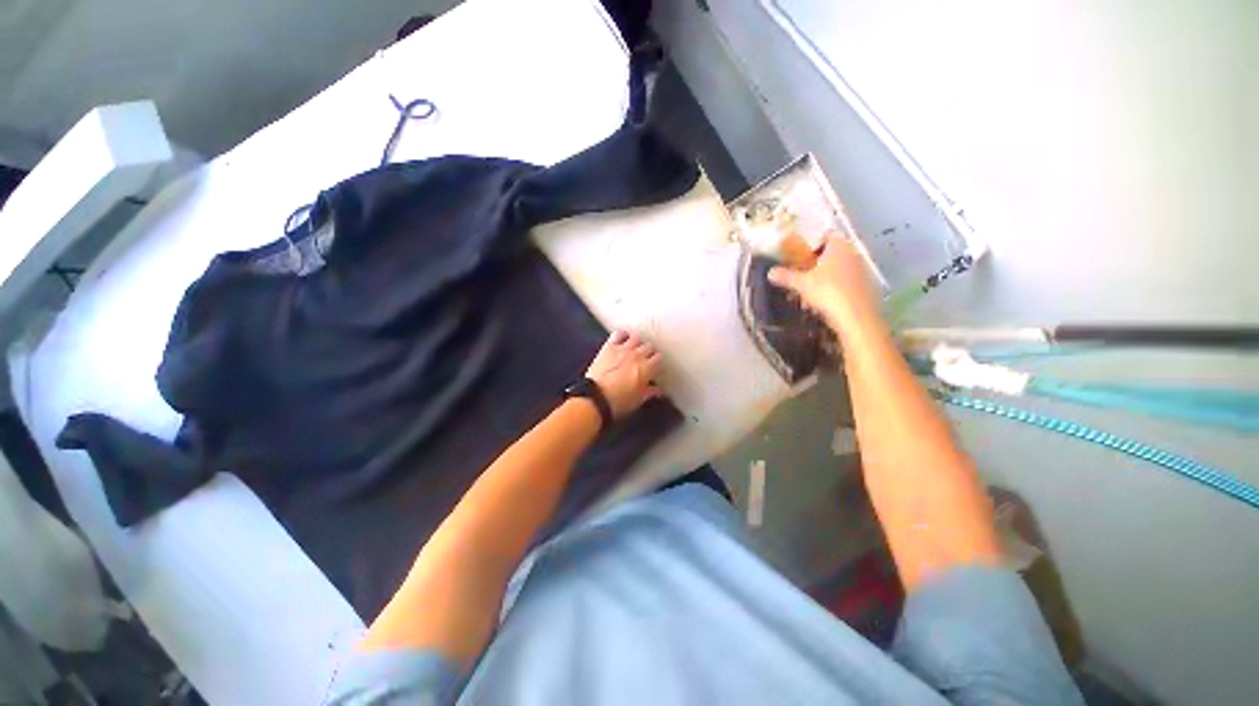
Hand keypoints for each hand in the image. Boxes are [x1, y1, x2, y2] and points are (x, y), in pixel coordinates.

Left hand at [585, 331, 663, 419]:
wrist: (595, 398)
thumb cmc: (618, 402)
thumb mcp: (638, 400)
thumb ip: (650, 392)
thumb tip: (657, 391)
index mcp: (646, 369)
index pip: (659, 358)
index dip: (657, 362)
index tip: (654, 367)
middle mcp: (637, 356)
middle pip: (649, 346)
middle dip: (648, 352)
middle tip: (645, 359)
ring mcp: (623, 349)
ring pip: (636, 337)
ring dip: (637, 343)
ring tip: (634, 349)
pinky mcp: (609, 347)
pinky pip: (619, 333)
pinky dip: (623, 335)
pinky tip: (622, 340)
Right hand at [768, 234, 878, 333]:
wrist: (857, 317)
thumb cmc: (828, 291)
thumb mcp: (801, 284)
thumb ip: (786, 276)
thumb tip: (770, 272)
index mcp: (839, 246)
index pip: (827, 236)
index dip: (813, 243)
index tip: (801, 255)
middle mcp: (853, 254)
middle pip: (833, 254)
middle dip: (818, 263)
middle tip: (802, 274)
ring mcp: (862, 271)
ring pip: (840, 270)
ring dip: (826, 278)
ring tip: (810, 293)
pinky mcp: (867, 287)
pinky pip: (847, 284)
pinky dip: (836, 290)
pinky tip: (825, 303)